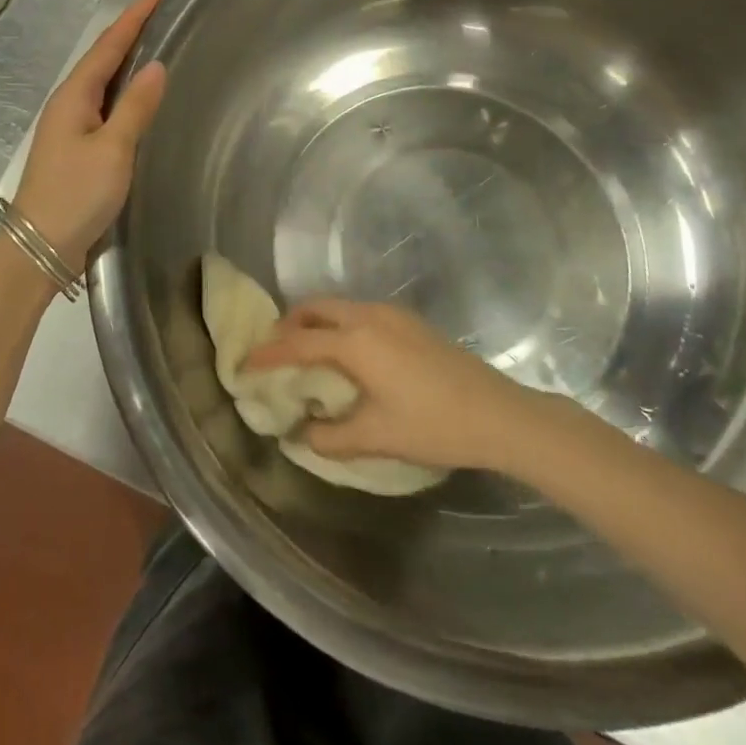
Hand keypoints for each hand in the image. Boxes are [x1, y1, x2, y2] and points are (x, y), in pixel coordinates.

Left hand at [12, 0, 167, 271]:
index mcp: (74, 96)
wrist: (40, 246)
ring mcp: (69, 128)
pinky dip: (121, 92)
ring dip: (124, 61)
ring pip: (100, 83)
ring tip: (151, 44)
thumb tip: (156, 66)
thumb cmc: (76, 194)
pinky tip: (134, 98)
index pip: (107, 47)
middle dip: (128, 34)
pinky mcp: (75, 149)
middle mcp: (68, 105)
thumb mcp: (113, 149)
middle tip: (158, 14)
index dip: (132, 19)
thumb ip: (135, 107)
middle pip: (101, 60)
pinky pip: (102, 106)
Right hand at [245, 300, 537, 471]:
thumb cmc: (434, 425)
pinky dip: (340, 325)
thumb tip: (302, 434)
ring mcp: (393, 314)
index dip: (267, 353)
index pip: (297, 342)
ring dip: (315, 323)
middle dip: (289, 325)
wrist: (500, 414)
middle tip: (275, 351)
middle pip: (315, 308)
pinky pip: (360, 313)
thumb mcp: (376, 437)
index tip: (245, 363)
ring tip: (307, 353)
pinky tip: (348, 355)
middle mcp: (369, 316)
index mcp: (355, 342)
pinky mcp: (411, 322)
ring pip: (339, 307)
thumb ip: (330, 437)